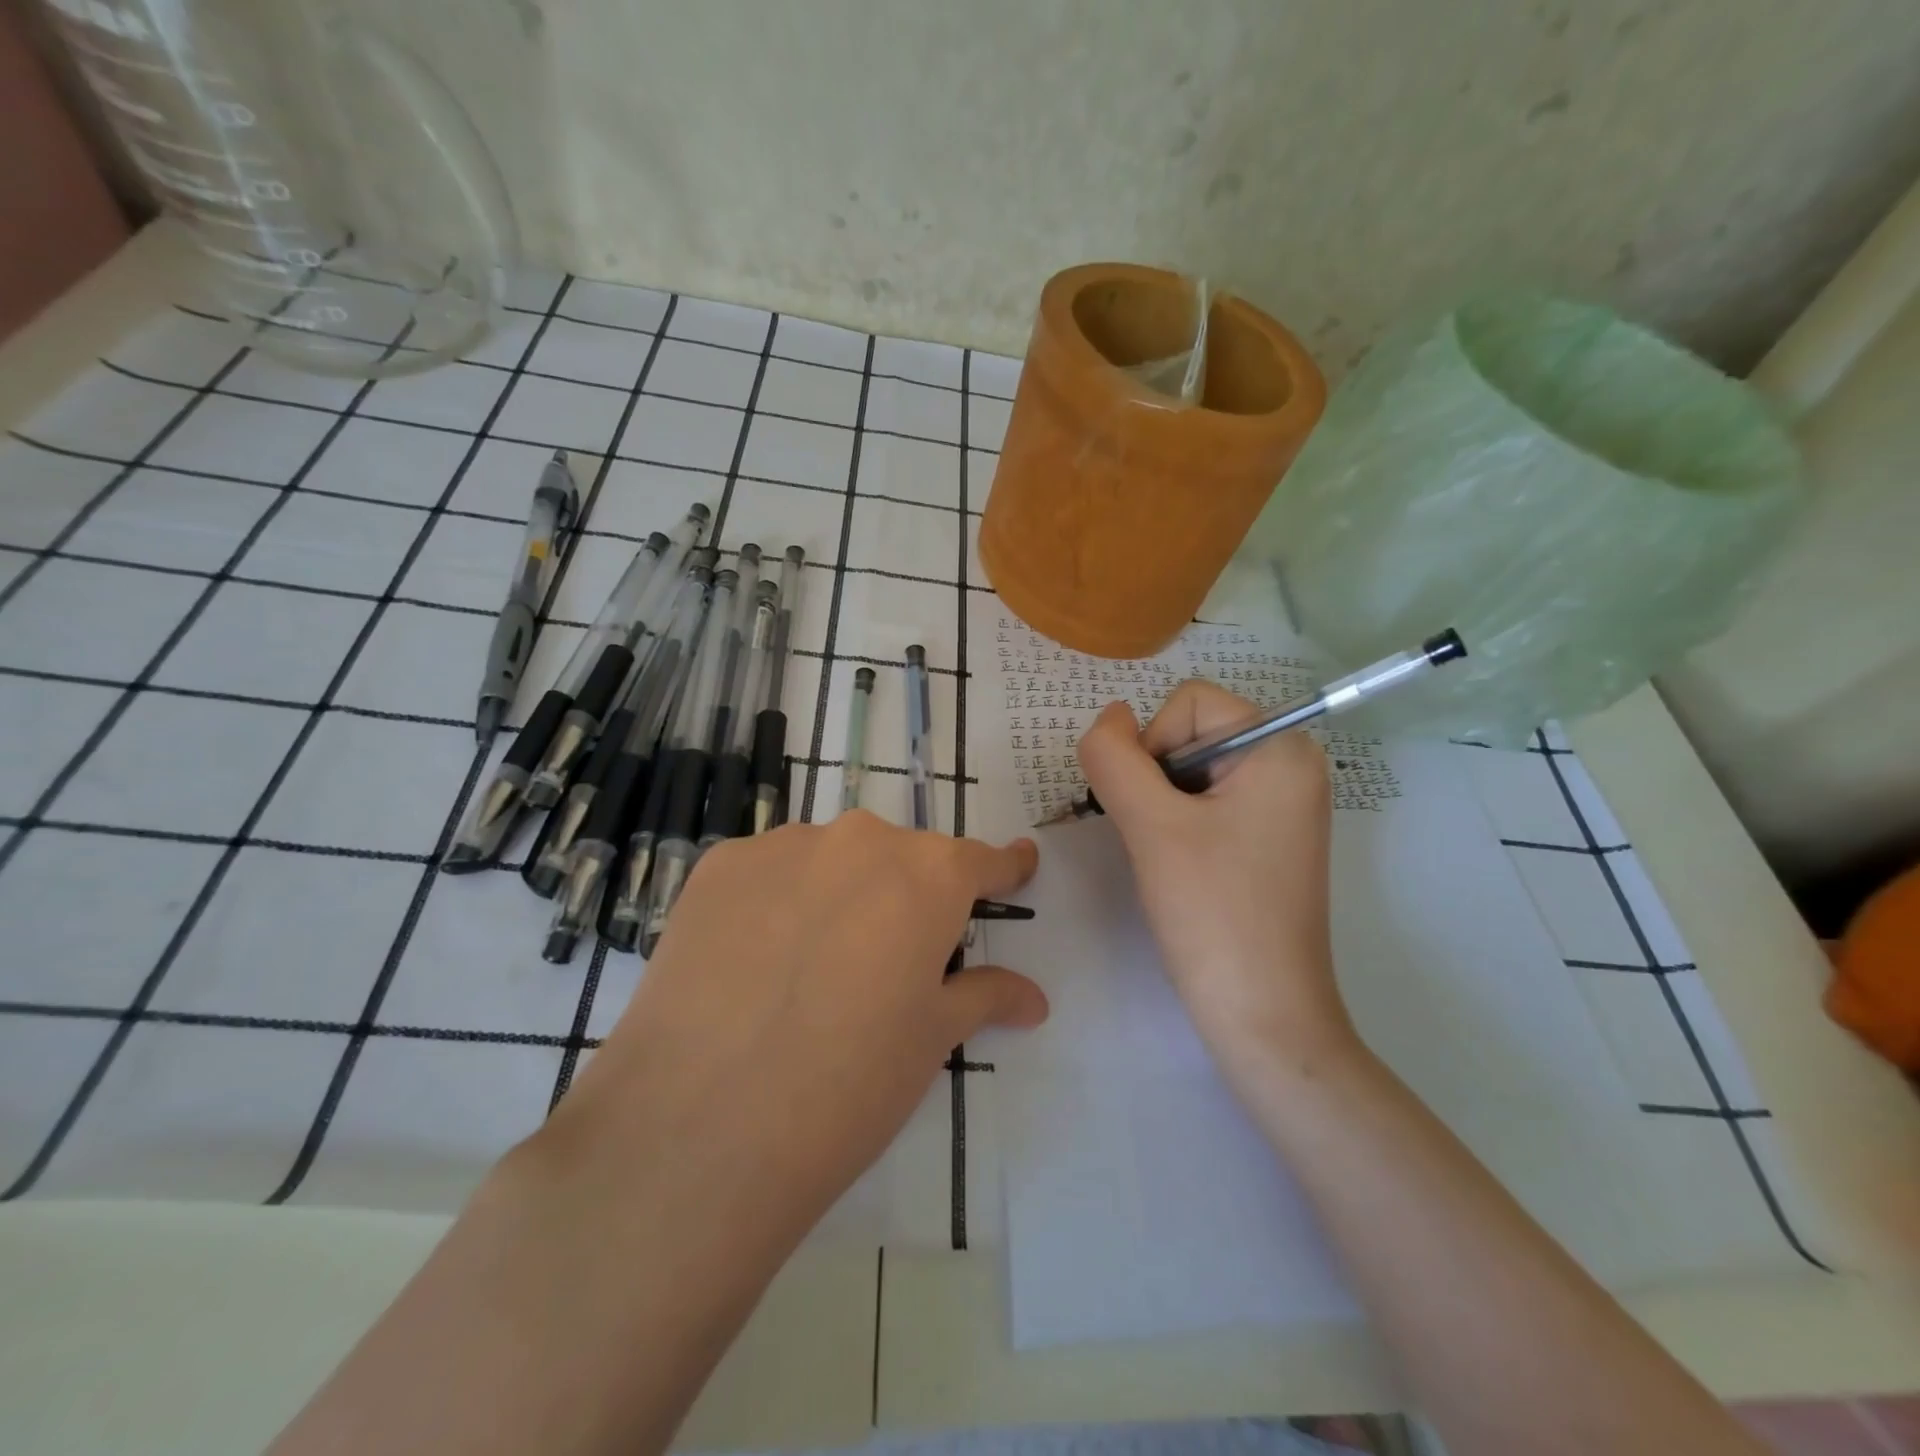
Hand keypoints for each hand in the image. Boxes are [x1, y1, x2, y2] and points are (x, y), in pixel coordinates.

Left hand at [544, 811, 1047, 1253]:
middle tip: (891, 959)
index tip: (1017, 865)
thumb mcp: (931, 1040)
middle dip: (906, 897)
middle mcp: (860, 841)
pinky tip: (756, 959)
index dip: (1002, 869)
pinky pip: (769, 872)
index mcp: (928, 875)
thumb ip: (984, 997)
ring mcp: (782, 846)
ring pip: (830, 860)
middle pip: (899, 859)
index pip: (980, 860)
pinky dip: (777, 901)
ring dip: (837, 895)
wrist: (701, 1125)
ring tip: (813, 966)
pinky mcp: (718, 867)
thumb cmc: (849, 1084)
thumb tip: (1034, 997)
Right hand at [1077, 682, 1353, 1086]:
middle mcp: (1291, 765)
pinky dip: (1178, 825)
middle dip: (1156, 779)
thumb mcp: (1151, 826)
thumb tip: (1108, 716)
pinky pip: (1207, 802)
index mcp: (1281, 749)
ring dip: (1161, 805)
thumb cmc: (1212, 914)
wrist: (1263, 1016)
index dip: (1152, 747)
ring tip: (1170, 859)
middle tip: (1159, 840)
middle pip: (1191, 733)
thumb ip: (1115, 758)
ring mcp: (1282, 804)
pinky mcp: (1268, 837)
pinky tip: (1182, 868)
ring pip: (1190, 770)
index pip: (1189, 703)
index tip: (1154, 812)